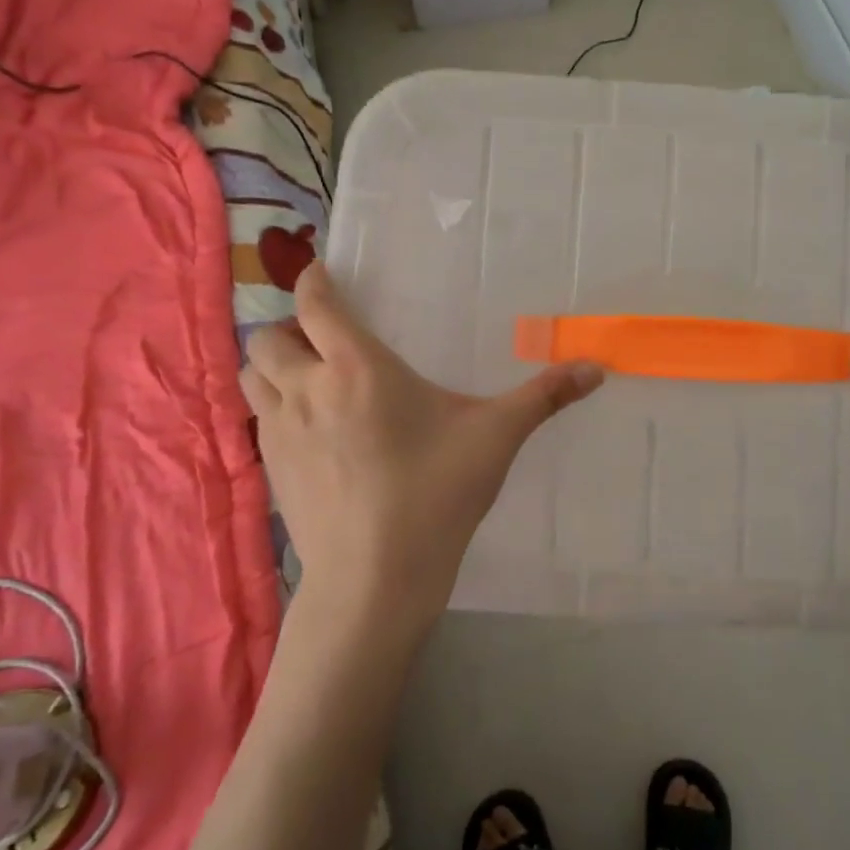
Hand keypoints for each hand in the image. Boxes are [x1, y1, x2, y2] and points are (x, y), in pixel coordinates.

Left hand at [240, 262, 603, 640]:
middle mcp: (308, 389)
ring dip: (273, 366)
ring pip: (252, 376)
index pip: (316, 304)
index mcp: (357, 368)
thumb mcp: (496, 439)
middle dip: (290, 328)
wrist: (374, 579)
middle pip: (269, 336)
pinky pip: (258, 419)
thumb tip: (597, 368)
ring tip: (309, 378)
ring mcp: (281, 431)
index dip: (315, 280)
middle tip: (325, 340)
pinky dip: (274, 407)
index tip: (324, 271)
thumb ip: (544, 397)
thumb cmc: (436, 495)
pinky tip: (311, 430)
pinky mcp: (271, 470)